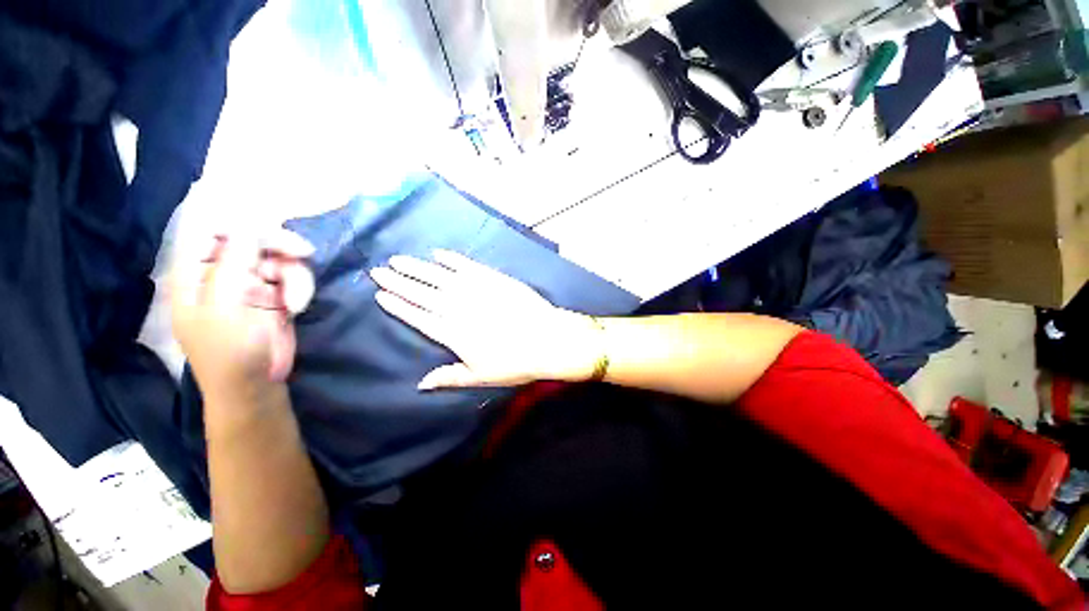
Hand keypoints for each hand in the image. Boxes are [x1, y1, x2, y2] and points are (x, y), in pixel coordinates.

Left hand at [171, 228, 315, 403]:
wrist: (256, 385)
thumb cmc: (229, 352)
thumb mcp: (225, 308)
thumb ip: (233, 264)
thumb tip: (248, 225)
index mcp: (194, 273)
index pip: (210, 231)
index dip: (238, 224)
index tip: (268, 229)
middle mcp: (222, 273)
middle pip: (251, 240)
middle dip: (278, 247)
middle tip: (303, 253)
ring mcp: (251, 284)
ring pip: (279, 259)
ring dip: (295, 276)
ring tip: (296, 302)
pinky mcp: (276, 295)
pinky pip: (294, 278)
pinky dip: (301, 289)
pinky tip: (298, 307)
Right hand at [370, 250, 603, 389]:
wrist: (549, 339)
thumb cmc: (516, 362)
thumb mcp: (482, 376)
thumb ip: (450, 377)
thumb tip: (420, 384)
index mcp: (454, 334)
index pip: (419, 318)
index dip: (399, 306)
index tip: (380, 295)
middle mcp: (461, 309)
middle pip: (424, 294)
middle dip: (400, 282)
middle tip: (379, 270)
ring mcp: (478, 291)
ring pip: (441, 277)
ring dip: (419, 268)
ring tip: (399, 260)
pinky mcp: (495, 280)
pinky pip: (469, 267)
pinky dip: (453, 260)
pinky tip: (439, 255)